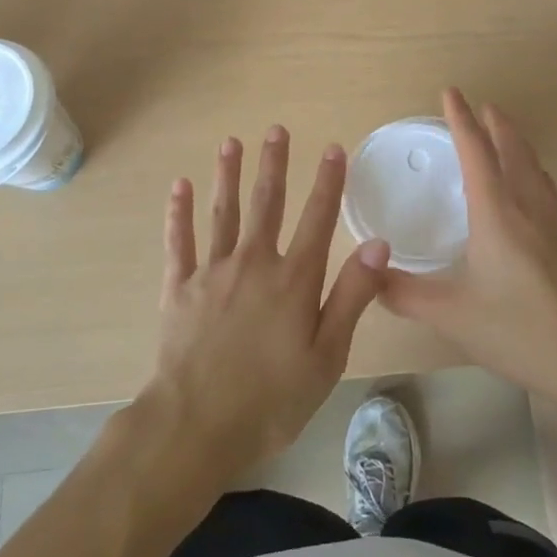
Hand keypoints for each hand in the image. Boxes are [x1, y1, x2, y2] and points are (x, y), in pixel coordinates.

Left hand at [142, 126, 391, 483]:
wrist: (196, 426)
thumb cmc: (271, 399)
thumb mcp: (327, 355)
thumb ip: (351, 295)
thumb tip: (378, 242)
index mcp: (293, 279)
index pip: (318, 218)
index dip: (328, 181)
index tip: (334, 148)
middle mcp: (254, 263)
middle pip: (268, 203)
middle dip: (274, 164)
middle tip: (276, 130)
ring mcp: (213, 272)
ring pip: (223, 213)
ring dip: (228, 175)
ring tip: (230, 143)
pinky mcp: (179, 288)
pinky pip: (179, 242)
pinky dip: (179, 213)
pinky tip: (179, 186)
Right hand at [380, 89, 556, 406]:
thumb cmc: (520, 331)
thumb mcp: (453, 316)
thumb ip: (406, 295)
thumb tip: (370, 276)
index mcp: (497, 213)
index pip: (476, 152)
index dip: (461, 119)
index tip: (452, 92)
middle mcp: (529, 207)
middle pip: (513, 149)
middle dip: (495, 123)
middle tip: (483, 105)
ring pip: (534, 166)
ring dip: (517, 143)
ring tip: (506, 135)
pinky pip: (548, 188)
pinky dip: (533, 170)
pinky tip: (535, 188)